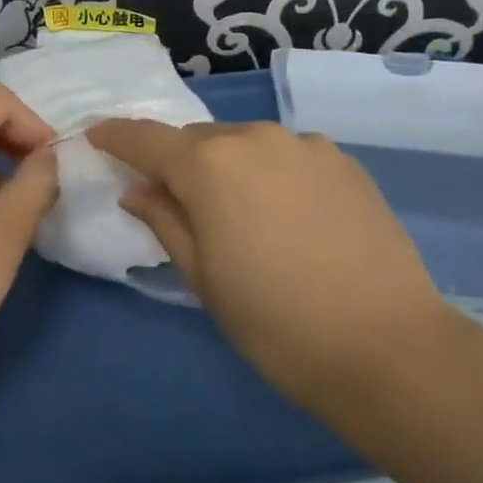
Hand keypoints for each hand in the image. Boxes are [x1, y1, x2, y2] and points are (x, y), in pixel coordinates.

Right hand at [87, 120, 456, 412]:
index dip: (116, 136)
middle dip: (176, 161)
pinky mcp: (343, 161)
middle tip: (171, 198)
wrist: (386, 346)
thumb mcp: (203, 277)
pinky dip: (269, 173)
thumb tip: (138, 191)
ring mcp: (305, 145)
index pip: (145, 139)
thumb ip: (165, 221)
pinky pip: (286, 155)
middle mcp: (254, 137)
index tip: (96, 137)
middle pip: (197, 140)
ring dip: (226, 166)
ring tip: (235, 212)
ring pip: (244, 144)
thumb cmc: (274, 321)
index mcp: (209, 165)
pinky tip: (284, 214)